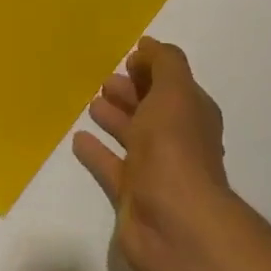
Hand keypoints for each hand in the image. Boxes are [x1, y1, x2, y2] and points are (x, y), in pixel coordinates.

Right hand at [72, 38, 233, 270]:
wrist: (174, 224)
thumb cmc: (175, 148)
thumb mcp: (174, 91)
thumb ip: (164, 63)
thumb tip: (148, 46)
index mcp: (192, 114)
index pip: (173, 85)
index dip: (153, 70)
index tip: (128, 57)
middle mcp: (177, 140)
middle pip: (152, 109)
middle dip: (131, 92)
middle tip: (105, 79)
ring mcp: (155, 170)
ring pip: (132, 136)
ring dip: (115, 118)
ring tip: (91, 102)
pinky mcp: (132, 195)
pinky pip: (111, 166)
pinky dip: (97, 152)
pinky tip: (78, 138)